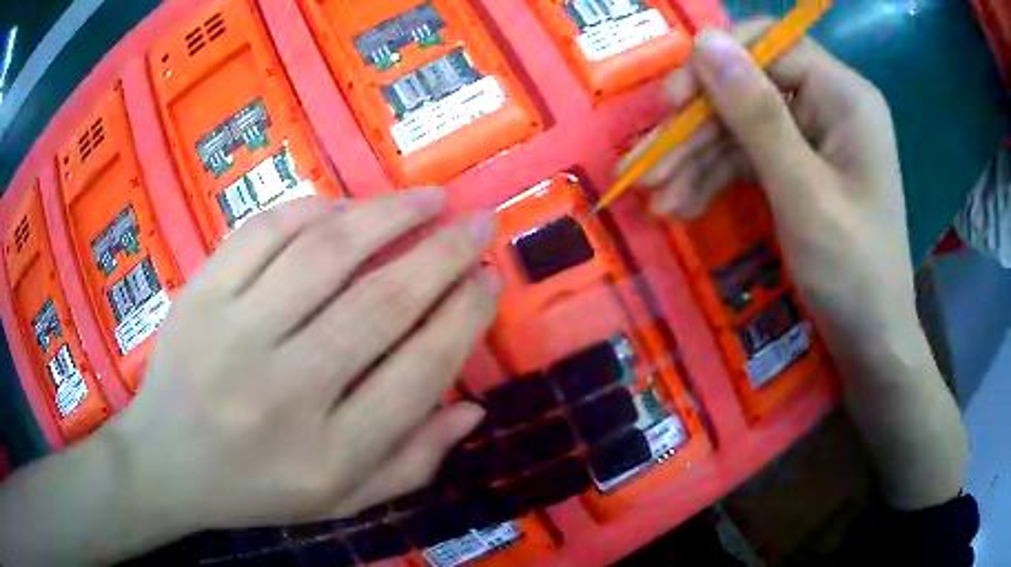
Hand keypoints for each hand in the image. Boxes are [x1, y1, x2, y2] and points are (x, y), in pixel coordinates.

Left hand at [105, 191, 496, 536]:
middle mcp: (284, 393)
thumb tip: (473, 407)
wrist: (165, 464)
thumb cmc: (255, 489)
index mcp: (329, 456)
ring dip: (389, 214)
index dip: (465, 316)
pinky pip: (265, 232)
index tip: (489, 280)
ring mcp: (233, 335)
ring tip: (428, 198)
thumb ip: (411, 463)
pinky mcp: (200, 295)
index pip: (419, 372)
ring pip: (325, 252)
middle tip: (478, 221)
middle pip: (381, 303)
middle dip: (445, 253)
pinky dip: (315, 210)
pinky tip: (348, 208)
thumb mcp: (341, 502)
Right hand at [625, 22, 917, 368]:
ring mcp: (813, 139)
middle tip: (645, 167)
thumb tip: (705, 40)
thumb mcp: (803, 193)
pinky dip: (715, 181)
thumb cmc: (852, 271)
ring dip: (695, 161)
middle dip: (695, 130)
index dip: (714, 67)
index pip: (768, 48)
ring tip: (653, 198)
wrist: (871, 342)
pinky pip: (750, 160)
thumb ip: (756, 114)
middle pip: (747, 90)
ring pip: (741, 128)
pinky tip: (679, 207)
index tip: (669, 105)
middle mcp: (829, 106)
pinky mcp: (800, 169)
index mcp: (844, 97)